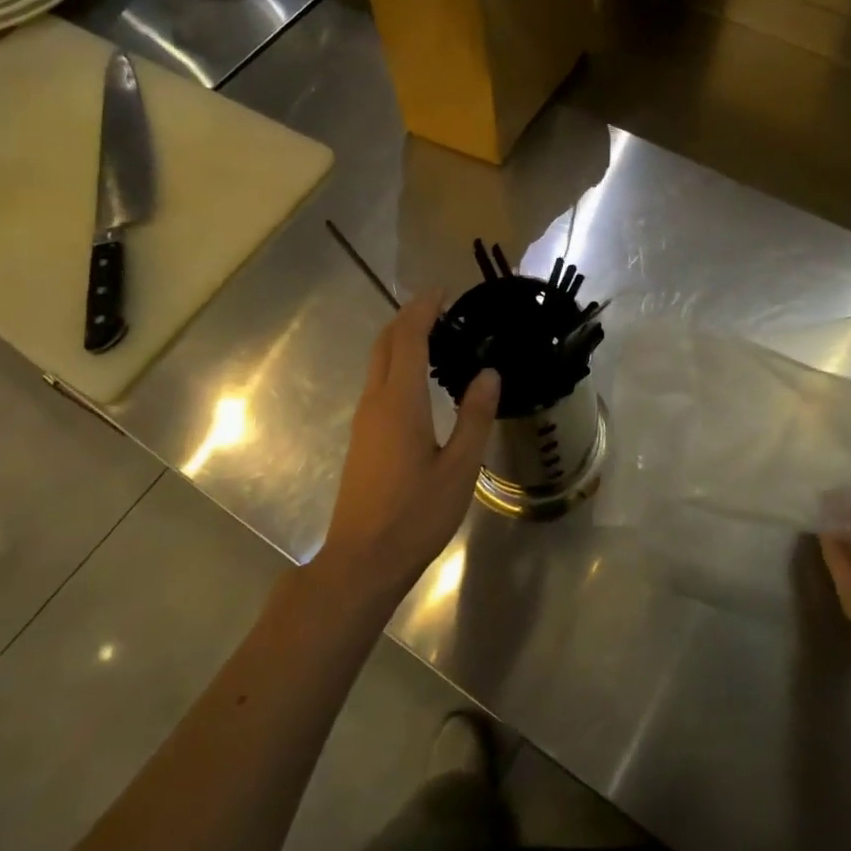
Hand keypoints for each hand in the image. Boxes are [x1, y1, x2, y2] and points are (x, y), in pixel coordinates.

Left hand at [315, 290, 499, 605]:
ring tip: (439, 338)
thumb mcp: (459, 468)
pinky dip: (398, 364)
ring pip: (378, 363)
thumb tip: (488, 373)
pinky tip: (422, 381)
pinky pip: (378, 383)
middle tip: (444, 309)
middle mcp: (375, 401)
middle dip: (409, 317)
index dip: (423, 308)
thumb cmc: (415, 514)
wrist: (362, 560)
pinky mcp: (362, 438)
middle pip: (385, 343)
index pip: (408, 337)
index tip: (444, 290)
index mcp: (399, 401)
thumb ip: (475, 417)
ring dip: (402, 340)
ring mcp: (364, 420)